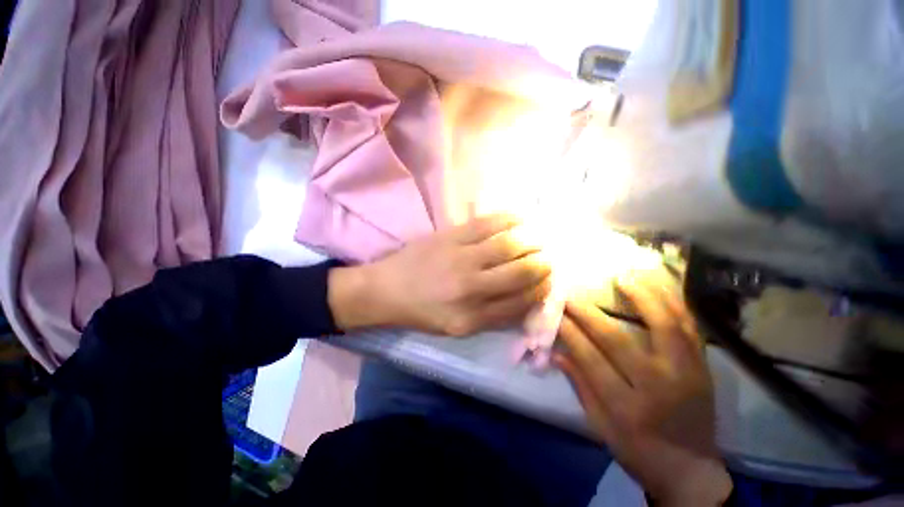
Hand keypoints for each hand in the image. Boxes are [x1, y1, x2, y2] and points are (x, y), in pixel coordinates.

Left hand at [329, 214, 551, 335]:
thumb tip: (525, 300)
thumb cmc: (423, 311)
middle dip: (542, 264)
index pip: (521, 302)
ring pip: (509, 245)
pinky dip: (510, 219)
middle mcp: (471, 288)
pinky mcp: (450, 236)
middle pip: (520, 272)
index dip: (541, 290)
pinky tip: (522, 219)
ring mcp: (460, 258)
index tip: (549, 281)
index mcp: (473, 317)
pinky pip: (487, 223)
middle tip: (549, 258)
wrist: (386, 290)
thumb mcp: (458, 327)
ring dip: (532, 241)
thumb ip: (492, 317)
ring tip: (539, 239)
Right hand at [555, 270, 731, 506]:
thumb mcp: (601, 427)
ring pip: (664, 325)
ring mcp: (685, 373)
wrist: (692, 469)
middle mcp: (658, 386)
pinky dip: (674, 302)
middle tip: (571, 293)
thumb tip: (555, 352)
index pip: (590, 359)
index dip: (569, 332)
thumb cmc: (640, 451)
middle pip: (618, 340)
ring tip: (623, 274)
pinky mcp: (702, 366)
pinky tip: (660, 285)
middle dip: (588, 313)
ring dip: (642, 295)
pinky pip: (689, 327)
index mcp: (628, 408)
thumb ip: (580, 386)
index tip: (554, 312)